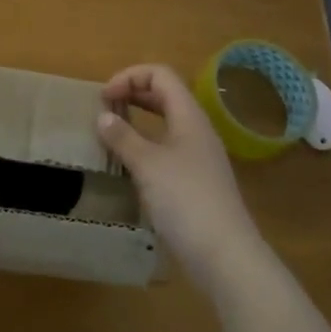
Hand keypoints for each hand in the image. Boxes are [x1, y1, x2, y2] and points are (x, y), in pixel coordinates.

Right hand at [99, 64, 265, 290]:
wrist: (226, 257)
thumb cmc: (186, 200)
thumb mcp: (147, 165)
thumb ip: (123, 137)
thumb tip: (103, 116)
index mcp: (189, 116)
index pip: (160, 75)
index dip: (129, 77)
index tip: (104, 97)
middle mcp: (196, 130)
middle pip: (164, 95)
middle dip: (132, 94)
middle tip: (104, 109)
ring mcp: (199, 157)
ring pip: (166, 123)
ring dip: (138, 121)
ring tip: (112, 134)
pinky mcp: (196, 183)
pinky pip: (168, 149)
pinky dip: (146, 146)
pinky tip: (130, 166)